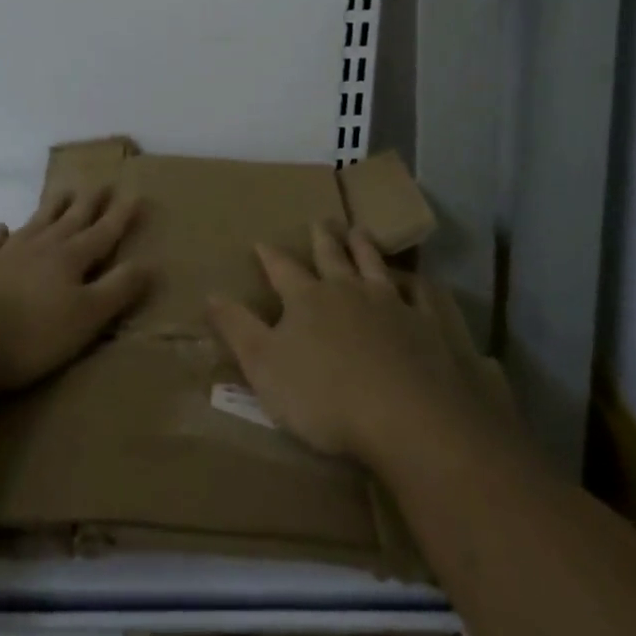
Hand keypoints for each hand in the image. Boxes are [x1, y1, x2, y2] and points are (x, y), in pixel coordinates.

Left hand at [0, 187, 148, 392]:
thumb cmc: (32, 334)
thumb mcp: (87, 317)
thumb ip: (118, 289)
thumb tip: (149, 263)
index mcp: (71, 259)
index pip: (104, 232)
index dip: (121, 215)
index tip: (135, 193)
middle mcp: (42, 247)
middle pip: (71, 219)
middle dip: (90, 203)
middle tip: (102, 183)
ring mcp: (6, 254)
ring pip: (36, 223)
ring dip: (52, 208)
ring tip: (64, 192)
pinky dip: (0, 234)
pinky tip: (2, 228)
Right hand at [207, 222, 514, 467]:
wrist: (404, 415)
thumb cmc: (323, 396)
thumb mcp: (263, 365)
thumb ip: (237, 328)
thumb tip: (210, 293)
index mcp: (306, 299)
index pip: (282, 269)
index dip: (270, 256)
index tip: (261, 241)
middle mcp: (347, 290)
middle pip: (332, 257)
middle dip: (323, 238)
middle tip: (320, 220)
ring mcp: (390, 304)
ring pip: (373, 265)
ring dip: (364, 247)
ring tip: (359, 230)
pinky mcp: (425, 325)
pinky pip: (420, 296)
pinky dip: (416, 284)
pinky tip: (417, 281)